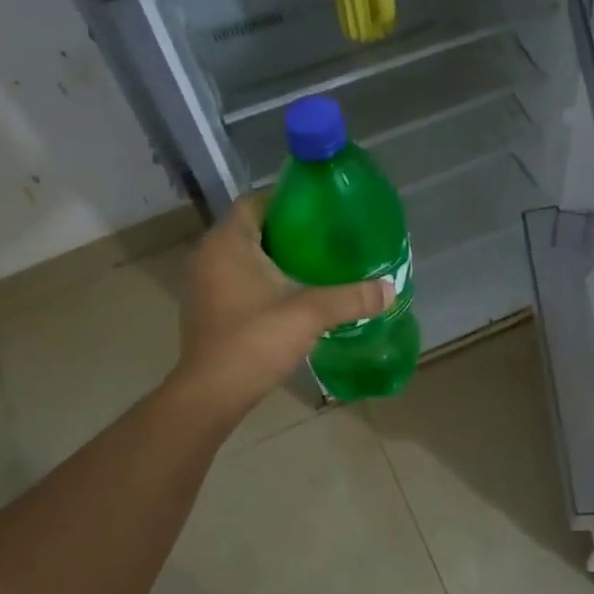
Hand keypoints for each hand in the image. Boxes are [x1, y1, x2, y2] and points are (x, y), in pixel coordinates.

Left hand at [172, 195, 392, 419]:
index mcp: (228, 242)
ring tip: (316, 263)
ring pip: (244, 254)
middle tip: (327, 237)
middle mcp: (209, 254)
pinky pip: (237, 277)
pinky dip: (262, 277)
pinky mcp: (207, 306)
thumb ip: (351, 297)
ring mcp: (203, 282)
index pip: (256, 201)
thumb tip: (390, 290)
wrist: (213, 393)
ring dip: (275, 255)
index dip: (288, 200)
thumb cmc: (255, 340)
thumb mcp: (310, 313)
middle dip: (289, 229)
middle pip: (252, 226)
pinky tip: (292, 292)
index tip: (322, 210)